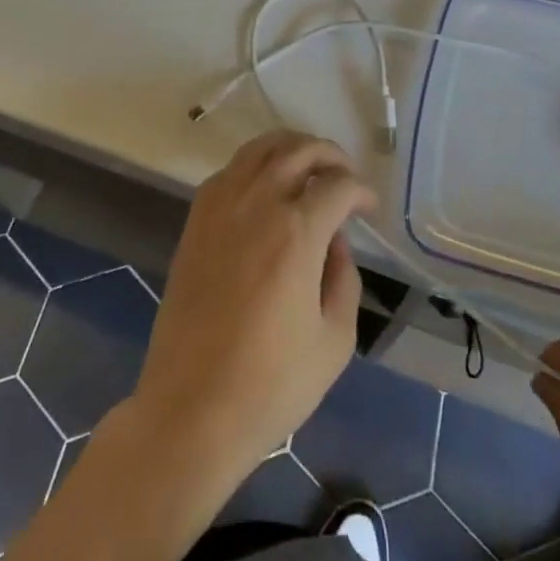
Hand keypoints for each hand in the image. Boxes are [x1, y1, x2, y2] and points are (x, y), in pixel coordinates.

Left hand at [130, 131, 376, 493]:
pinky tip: (266, 188)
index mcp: (297, 232)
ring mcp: (220, 209)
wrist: (190, 412)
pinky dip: (254, 165)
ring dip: (291, 148)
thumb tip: (336, 243)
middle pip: (299, 151)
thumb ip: (344, 279)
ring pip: (260, 149)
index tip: (369, 209)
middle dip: (330, 155)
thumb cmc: (270, 385)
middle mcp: (258, 204)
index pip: (338, 186)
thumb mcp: (335, 340)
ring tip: (309, 168)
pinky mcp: (195, 223)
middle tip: (345, 176)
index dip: (361, 192)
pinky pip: (229, 171)